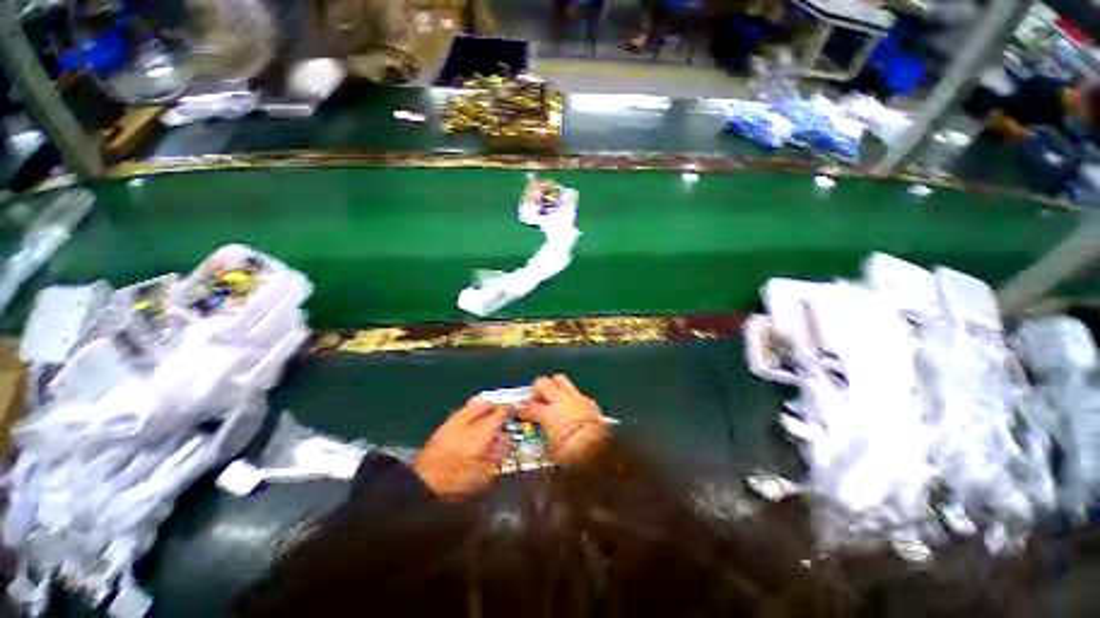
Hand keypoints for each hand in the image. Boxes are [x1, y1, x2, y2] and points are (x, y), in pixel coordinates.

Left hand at [413, 398, 507, 499]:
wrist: (421, 487)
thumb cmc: (455, 486)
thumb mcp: (482, 477)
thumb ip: (496, 457)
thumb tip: (505, 440)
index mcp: (476, 441)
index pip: (495, 418)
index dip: (505, 411)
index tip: (511, 408)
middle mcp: (465, 428)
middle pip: (482, 407)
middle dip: (494, 404)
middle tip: (501, 406)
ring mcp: (452, 425)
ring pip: (471, 406)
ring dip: (482, 405)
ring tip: (489, 408)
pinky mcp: (442, 426)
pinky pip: (461, 411)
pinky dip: (470, 409)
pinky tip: (473, 415)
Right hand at [519, 375, 609, 465]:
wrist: (598, 451)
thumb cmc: (571, 455)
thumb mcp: (551, 451)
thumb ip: (545, 437)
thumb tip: (544, 436)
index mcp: (549, 412)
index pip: (531, 407)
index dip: (524, 411)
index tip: (522, 415)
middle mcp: (561, 400)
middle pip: (545, 382)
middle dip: (540, 389)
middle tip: (538, 400)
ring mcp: (577, 398)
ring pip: (562, 381)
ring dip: (556, 389)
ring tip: (554, 400)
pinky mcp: (590, 402)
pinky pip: (577, 394)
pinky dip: (572, 399)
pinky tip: (572, 410)